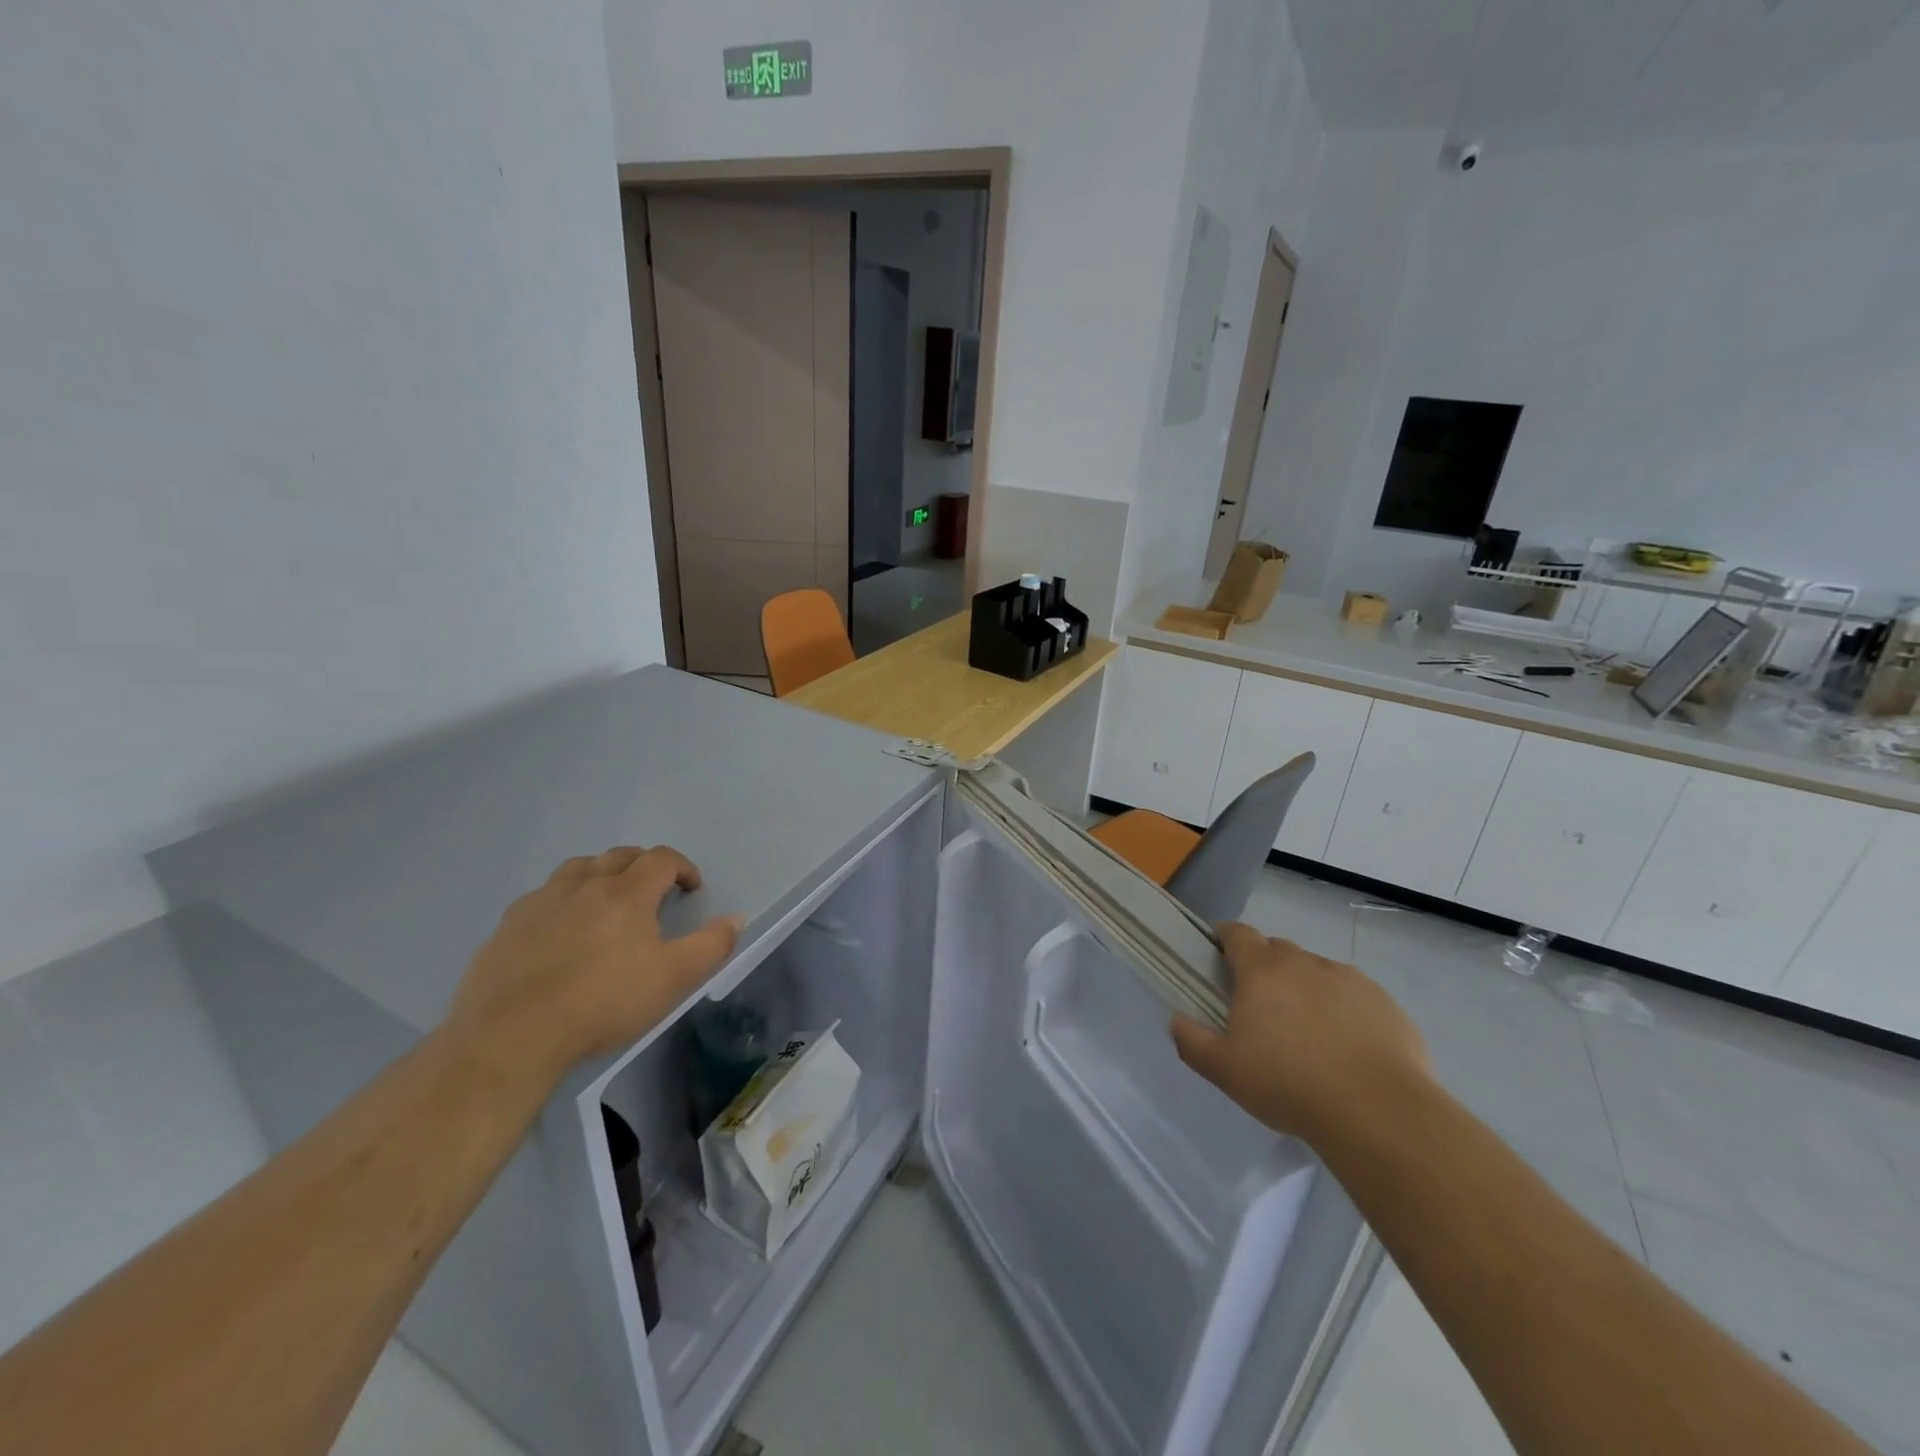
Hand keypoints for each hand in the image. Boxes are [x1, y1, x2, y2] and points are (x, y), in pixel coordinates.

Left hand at [449, 846, 740, 1075]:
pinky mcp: (509, 924)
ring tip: (608, 900)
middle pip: (620, 856)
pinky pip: (544, 895)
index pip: (661, 859)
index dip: (682, 867)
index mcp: (627, 892)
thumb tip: (736, 917)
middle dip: (644, 866)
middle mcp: (585, 884)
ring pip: (578, 868)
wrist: (513, 1034)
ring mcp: (542, 901)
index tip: (691, 888)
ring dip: (601, 874)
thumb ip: (711, 945)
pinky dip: (564, 899)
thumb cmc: (604, 1001)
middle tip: (654, 892)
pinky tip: (562, 929)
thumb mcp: (674, 978)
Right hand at [1170, 924, 1430, 1143]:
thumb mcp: (1224, 1070)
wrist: (1378, 1112)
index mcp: (1262, 971)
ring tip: (1308, 1033)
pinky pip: (1355, 997)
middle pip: (1278, 951)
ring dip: (1306, 989)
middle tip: (1262, 1007)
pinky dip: (1345, 1011)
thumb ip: (1192, 1041)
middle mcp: (1305, 963)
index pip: (1237, 934)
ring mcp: (1349, 980)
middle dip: (1265, 968)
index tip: (1219, 955)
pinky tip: (1348, 1049)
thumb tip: (1176, 1020)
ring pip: (1318, 972)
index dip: (1226, 938)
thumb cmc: (1289, 1084)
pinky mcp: (1385, 1004)